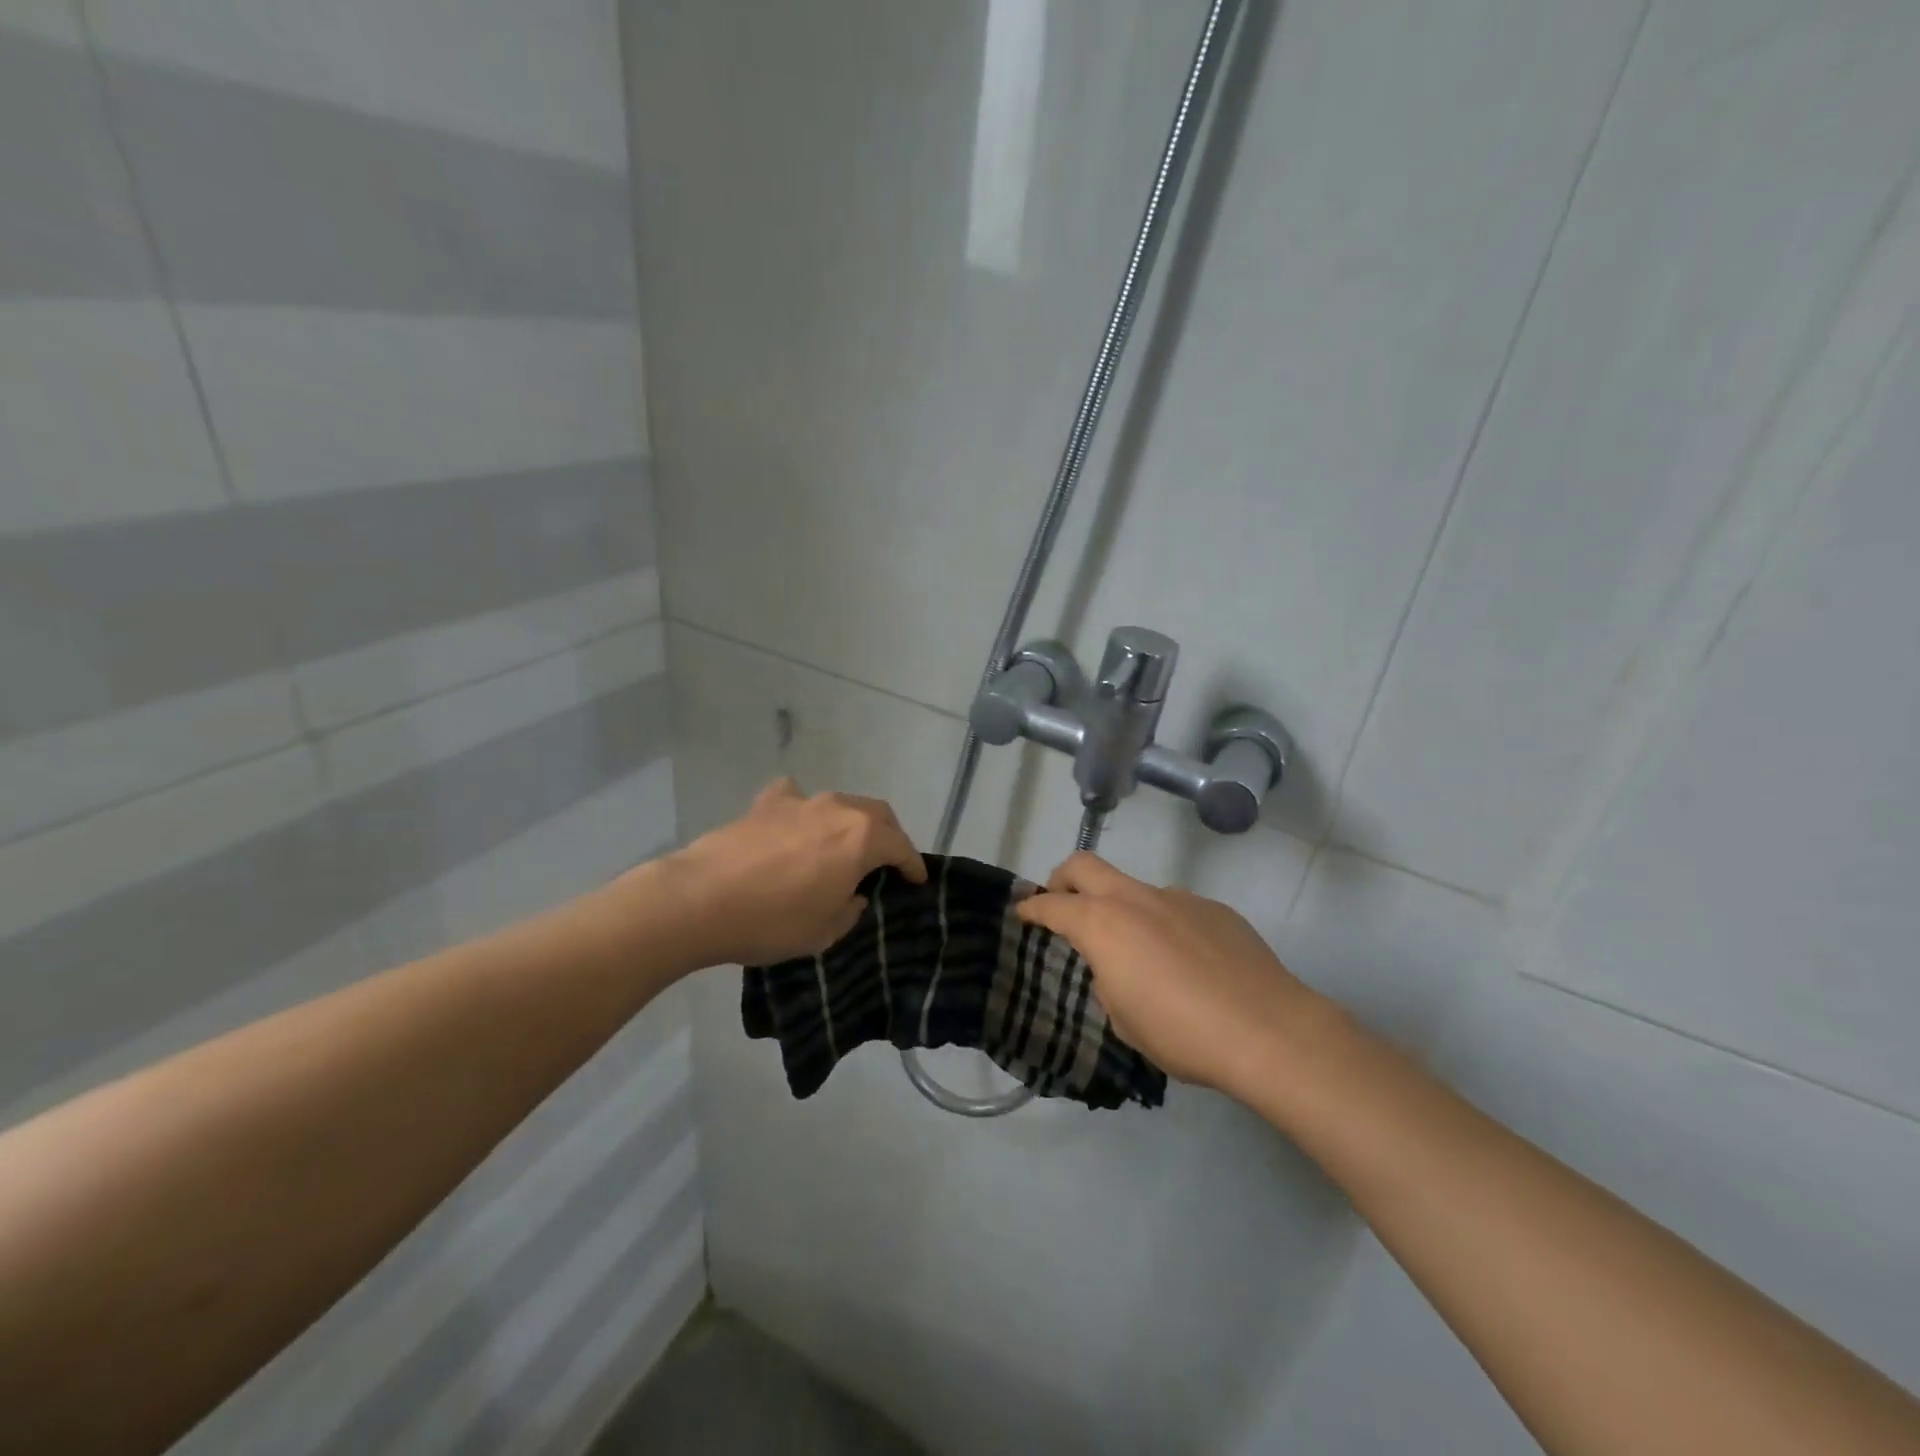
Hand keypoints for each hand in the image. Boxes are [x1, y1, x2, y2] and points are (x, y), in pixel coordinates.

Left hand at [658, 778, 926, 967]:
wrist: (700, 900)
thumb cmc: (773, 921)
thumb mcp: (825, 931)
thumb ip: (850, 908)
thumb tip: (851, 894)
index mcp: (861, 838)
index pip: (901, 846)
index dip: (913, 865)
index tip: (918, 880)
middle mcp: (837, 809)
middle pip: (877, 814)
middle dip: (889, 835)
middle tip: (887, 860)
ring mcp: (800, 802)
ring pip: (840, 804)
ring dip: (850, 822)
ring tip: (844, 845)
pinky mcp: (765, 804)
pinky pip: (795, 799)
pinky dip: (804, 810)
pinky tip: (795, 824)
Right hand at [1015, 853, 1341, 1098]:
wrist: (1268, 1030)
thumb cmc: (1181, 1032)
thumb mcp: (1124, 1019)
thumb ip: (1109, 980)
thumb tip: (1119, 966)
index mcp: (1103, 924)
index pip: (1053, 905)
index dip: (1032, 907)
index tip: (1022, 910)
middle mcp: (1136, 899)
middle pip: (1085, 865)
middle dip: (1063, 878)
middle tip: (1060, 901)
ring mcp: (1179, 898)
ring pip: (1135, 888)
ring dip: (1122, 907)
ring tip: (1140, 953)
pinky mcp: (1215, 909)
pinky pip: (1176, 908)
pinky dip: (1165, 925)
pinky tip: (1188, 964)